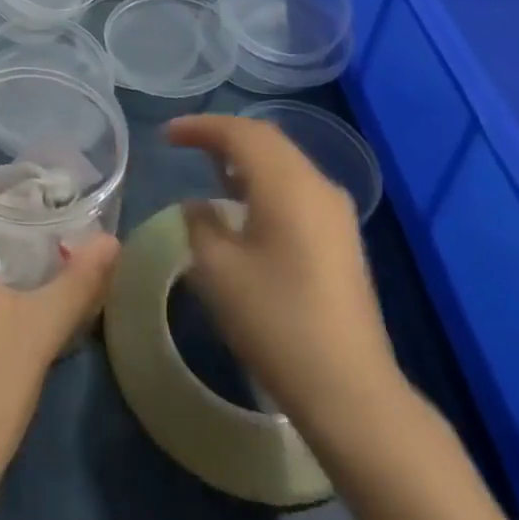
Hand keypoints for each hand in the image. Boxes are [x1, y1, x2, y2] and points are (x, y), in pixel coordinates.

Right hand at [165, 114, 402, 441]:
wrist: (351, 391)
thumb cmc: (276, 321)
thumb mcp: (218, 270)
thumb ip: (201, 224)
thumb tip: (199, 206)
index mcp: (287, 183)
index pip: (239, 133)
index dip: (200, 127)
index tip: (167, 135)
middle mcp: (317, 184)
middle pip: (266, 140)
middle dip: (223, 135)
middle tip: (185, 143)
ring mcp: (335, 211)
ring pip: (284, 162)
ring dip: (246, 157)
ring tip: (209, 167)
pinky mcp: (342, 237)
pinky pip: (297, 186)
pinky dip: (265, 179)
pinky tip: (245, 203)